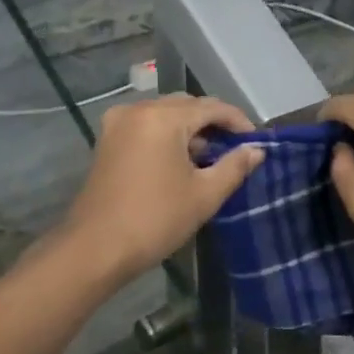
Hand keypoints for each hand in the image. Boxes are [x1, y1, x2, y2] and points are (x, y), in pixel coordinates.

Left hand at [61, 94, 264, 287]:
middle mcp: (137, 110)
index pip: (211, 107)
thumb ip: (234, 167)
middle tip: (234, 150)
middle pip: (185, 105)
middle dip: (212, 123)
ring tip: (208, 158)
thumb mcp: (204, 195)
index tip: (255, 142)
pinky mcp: (107, 141)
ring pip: (164, 114)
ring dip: (189, 129)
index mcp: (163, 118)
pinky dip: (166, 136)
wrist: (97, 248)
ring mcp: (117, 124)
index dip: (238, 121)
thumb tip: (256, 150)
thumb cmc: (156, 220)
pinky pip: (145, 126)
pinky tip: (179, 162)